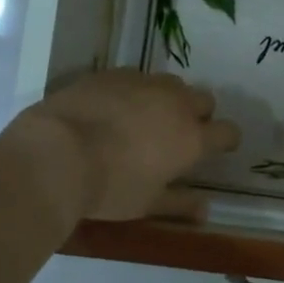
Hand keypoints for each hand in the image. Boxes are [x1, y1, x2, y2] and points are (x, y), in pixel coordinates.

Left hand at [3, 70, 241, 221]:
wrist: (56, 153)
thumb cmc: (109, 187)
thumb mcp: (146, 204)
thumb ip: (180, 204)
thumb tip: (205, 209)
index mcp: (191, 138)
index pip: (227, 132)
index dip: (226, 140)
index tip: (217, 148)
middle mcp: (175, 103)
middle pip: (204, 100)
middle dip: (199, 114)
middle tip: (179, 134)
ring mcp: (144, 82)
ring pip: (171, 83)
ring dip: (168, 99)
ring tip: (146, 117)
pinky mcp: (113, 73)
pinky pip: (136, 77)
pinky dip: (134, 91)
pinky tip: (114, 107)